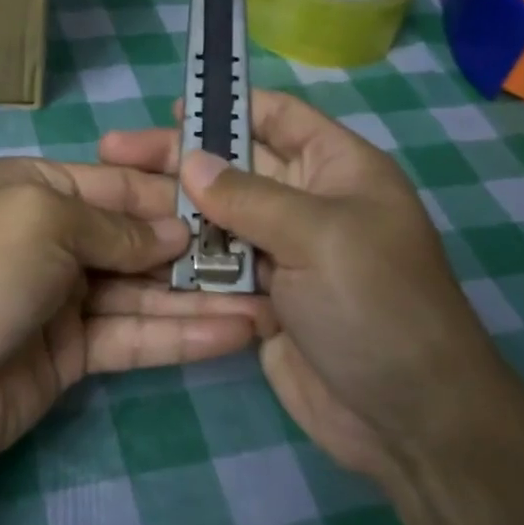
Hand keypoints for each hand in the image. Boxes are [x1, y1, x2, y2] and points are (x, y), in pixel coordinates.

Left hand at [0, 158, 267, 482]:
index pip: (120, 185)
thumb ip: (115, 225)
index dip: (175, 197)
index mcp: (36, 187)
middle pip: (137, 238)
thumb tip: (176, 231)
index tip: (235, 207)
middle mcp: (52, 237)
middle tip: (267, 261)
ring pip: (143, 292)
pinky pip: (134, 336)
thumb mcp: (43, 220)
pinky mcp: (73, 353)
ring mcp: (63, 298)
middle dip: (197, 250)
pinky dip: (180, 335)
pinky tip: (234, 334)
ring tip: (269, 304)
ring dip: (201, 298)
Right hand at [100, 92, 514, 475]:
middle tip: (115, 152)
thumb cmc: (377, 305)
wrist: (408, 418)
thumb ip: (249, 196)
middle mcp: (309, 204)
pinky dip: (182, 261)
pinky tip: (136, 252)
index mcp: (339, 170)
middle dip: (180, 158)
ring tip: (115, 201)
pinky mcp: (262, 299)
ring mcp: (284, 254)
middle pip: (236, 166)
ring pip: (219, 219)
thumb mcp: (320, 235)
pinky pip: (215, 268)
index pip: (280, 117)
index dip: (229, 106)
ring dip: (173, 211)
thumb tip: (190, 161)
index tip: (172, 109)